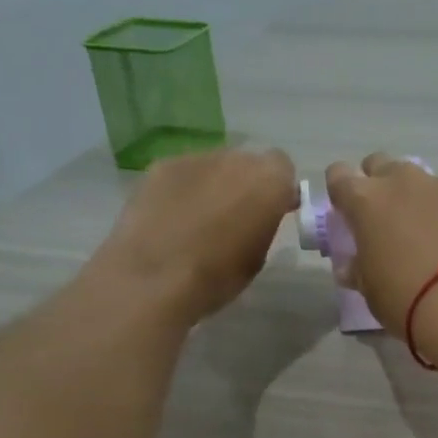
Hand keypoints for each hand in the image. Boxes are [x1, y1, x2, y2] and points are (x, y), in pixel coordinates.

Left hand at [101, 147, 297, 322]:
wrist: (154, 278)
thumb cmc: (218, 276)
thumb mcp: (258, 256)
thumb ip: (264, 225)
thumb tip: (258, 216)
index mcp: (268, 182)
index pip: (283, 168)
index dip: (278, 188)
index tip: (272, 211)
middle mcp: (235, 160)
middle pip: (247, 163)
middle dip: (245, 184)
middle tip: (235, 216)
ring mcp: (194, 158)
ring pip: (214, 166)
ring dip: (213, 185)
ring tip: (199, 220)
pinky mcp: (159, 166)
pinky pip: (183, 173)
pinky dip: (183, 190)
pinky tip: (171, 218)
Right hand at [325, 154, 437, 347]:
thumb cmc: (407, 299)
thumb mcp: (371, 291)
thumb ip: (359, 269)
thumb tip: (352, 266)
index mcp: (365, 200)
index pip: (339, 176)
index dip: (341, 192)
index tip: (349, 213)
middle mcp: (402, 181)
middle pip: (380, 164)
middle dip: (380, 184)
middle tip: (388, 218)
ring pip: (422, 178)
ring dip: (419, 196)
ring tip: (430, 230)